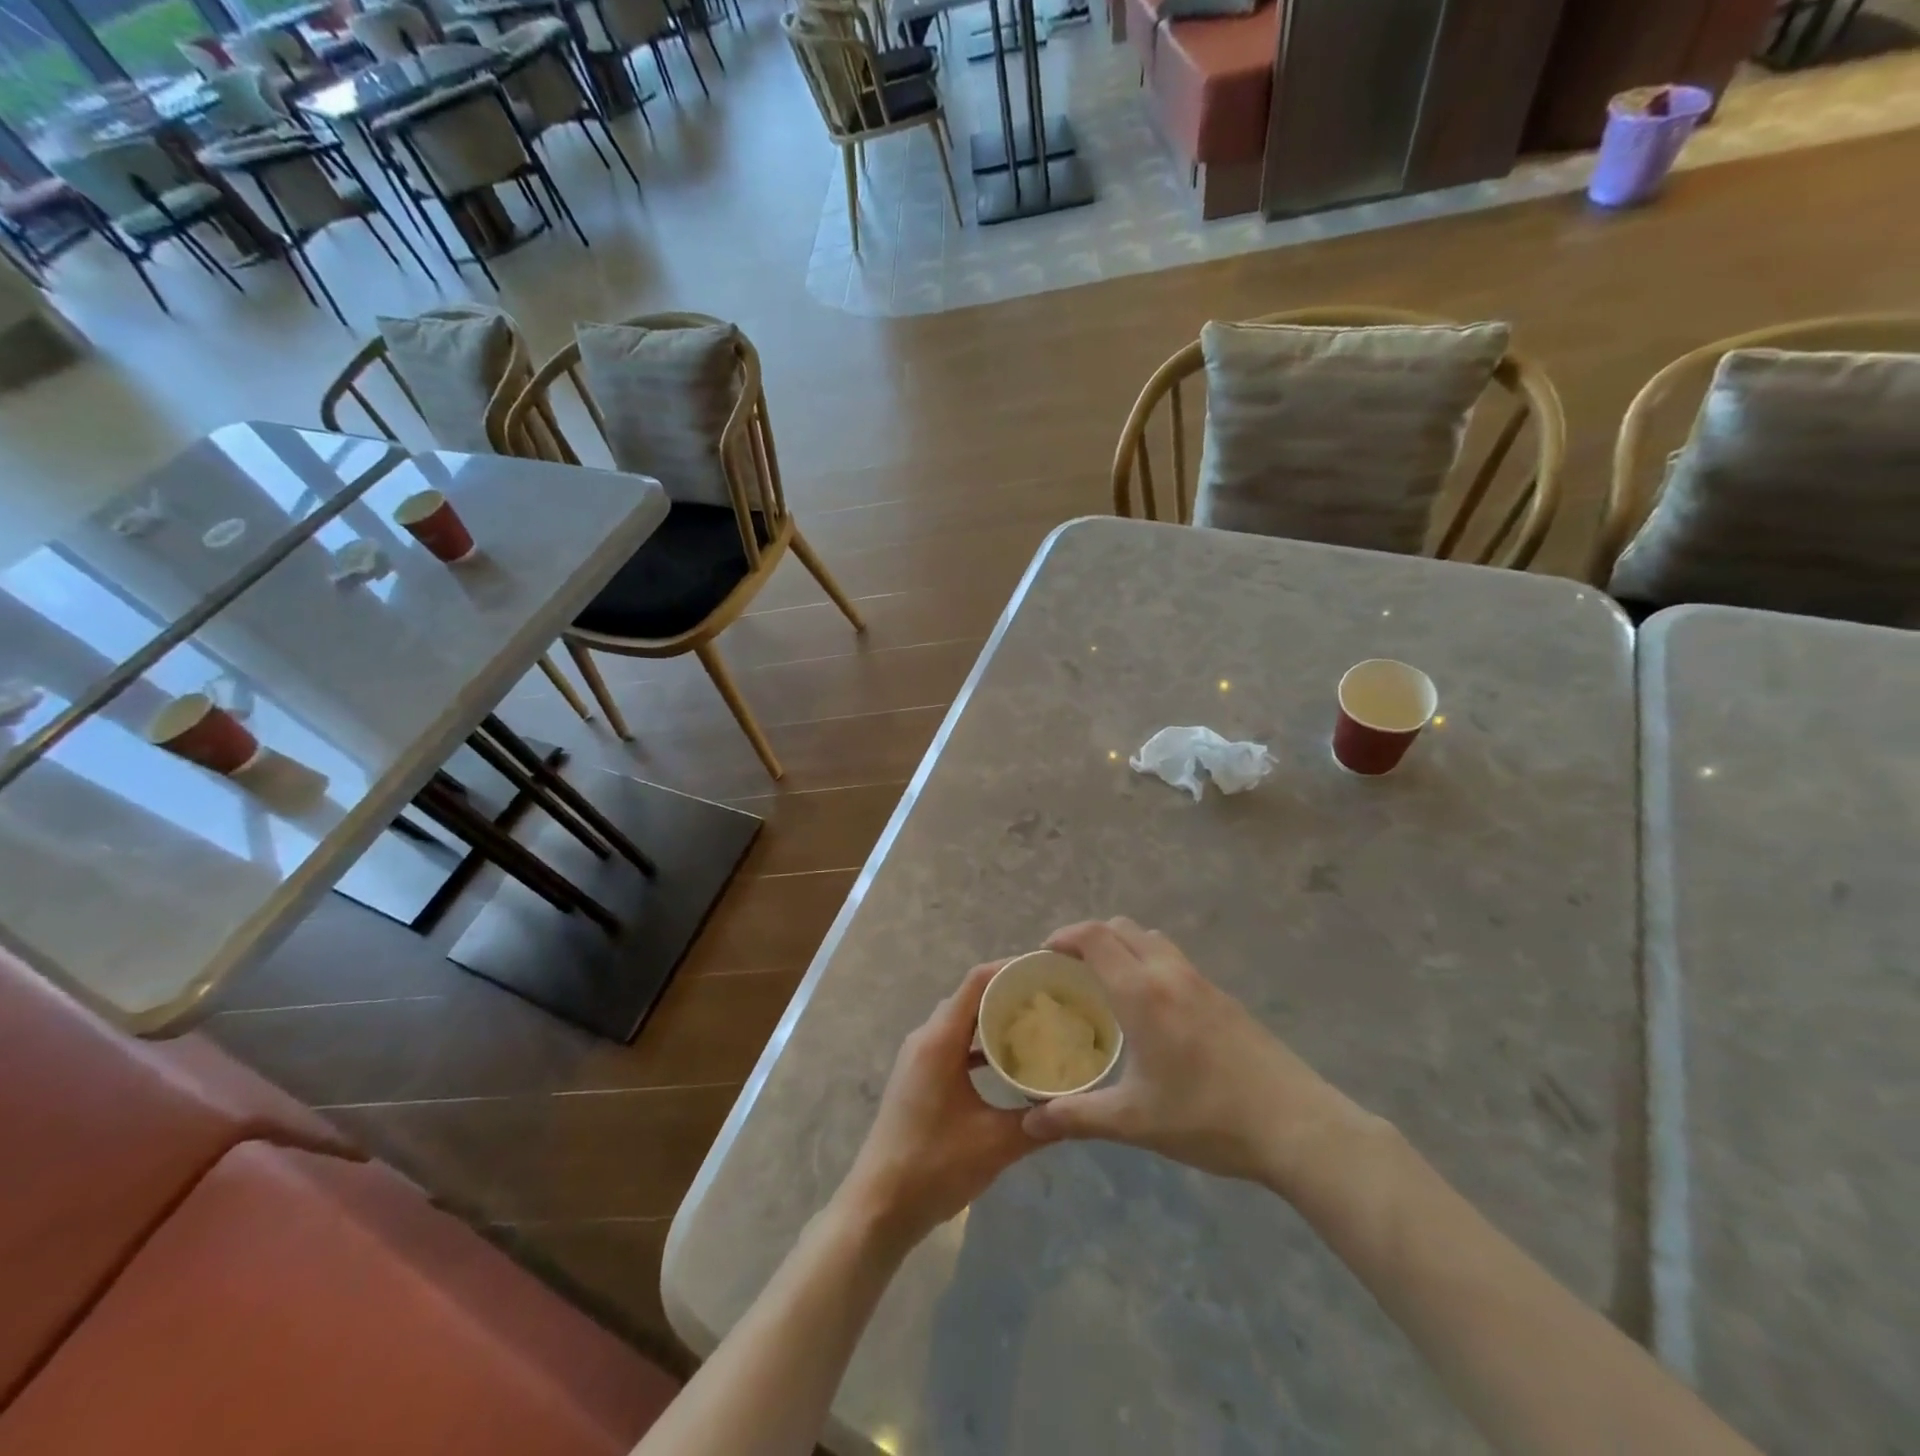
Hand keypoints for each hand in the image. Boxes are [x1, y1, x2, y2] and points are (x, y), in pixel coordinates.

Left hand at [838, 962, 1039, 1251]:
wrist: (879, 1207)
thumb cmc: (934, 1166)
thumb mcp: (996, 1143)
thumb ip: (1039, 1120)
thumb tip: (1079, 1106)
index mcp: (940, 1040)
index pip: (977, 982)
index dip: (1010, 968)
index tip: (1046, 969)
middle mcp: (926, 1038)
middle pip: (970, 997)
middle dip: (1007, 992)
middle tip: (1050, 997)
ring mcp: (918, 1057)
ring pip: (961, 1022)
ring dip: (993, 1019)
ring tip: (1036, 1023)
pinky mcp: (918, 1077)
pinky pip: (953, 1044)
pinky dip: (979, 1044)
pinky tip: (1008, 1061)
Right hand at [1022, 919, 1378, 1193]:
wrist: (1296, 1126)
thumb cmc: (1207, 1118)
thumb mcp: (1134, 1121)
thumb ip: (1076, 1117)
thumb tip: (1029, 1125)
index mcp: (1141, 992)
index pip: (1094, 937)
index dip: (1064, 936)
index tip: (1044, 954)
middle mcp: (1169, 972)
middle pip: (1122, 927)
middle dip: (1090, 937)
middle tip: (1071, 969)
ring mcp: (1201, 981)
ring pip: (1152, 939)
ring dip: (1123, 946)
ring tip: (1108, 984)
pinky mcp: (1223, 997)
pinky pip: (1174, 960)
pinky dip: (1149, 962)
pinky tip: (1151, 1010)